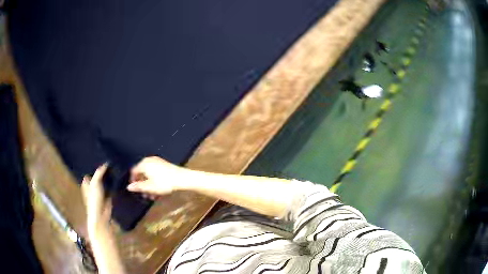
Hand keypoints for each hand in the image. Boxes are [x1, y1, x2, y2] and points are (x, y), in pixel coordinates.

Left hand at [81, 163, 111, 232]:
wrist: (101, 215)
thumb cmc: (94, 199)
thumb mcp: (95, 183)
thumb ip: (99, 172)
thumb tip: (106, 163)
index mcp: (86, 182)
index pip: (89, 171)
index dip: (94, 165)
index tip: (100, 158)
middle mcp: (92, 186)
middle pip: (97, 176)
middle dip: (102, 171)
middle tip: (109, 161)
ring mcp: (99, 192)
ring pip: (104, 181)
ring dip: (108, 177)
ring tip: (115, 167)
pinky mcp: (107, 196)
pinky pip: (110, 187)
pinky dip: (113, 184)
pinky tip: (117, 178)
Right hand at [127, 156, 185, 195]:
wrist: (182, 178)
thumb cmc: (164, 183)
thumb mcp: (149, 187)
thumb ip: (138, 187)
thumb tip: (128, 187)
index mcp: (144, 164)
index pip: (133, 171)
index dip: (133, 180)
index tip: (135, 190)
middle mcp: (149, 160)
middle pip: (142, 173)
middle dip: (142, 185)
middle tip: (144, 195)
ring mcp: (158, 162)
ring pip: (149, 174)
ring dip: (149, 185)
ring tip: (152, 196)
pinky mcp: (164, 165)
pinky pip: (155, 173)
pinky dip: (155, 181)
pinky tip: (158, 191)